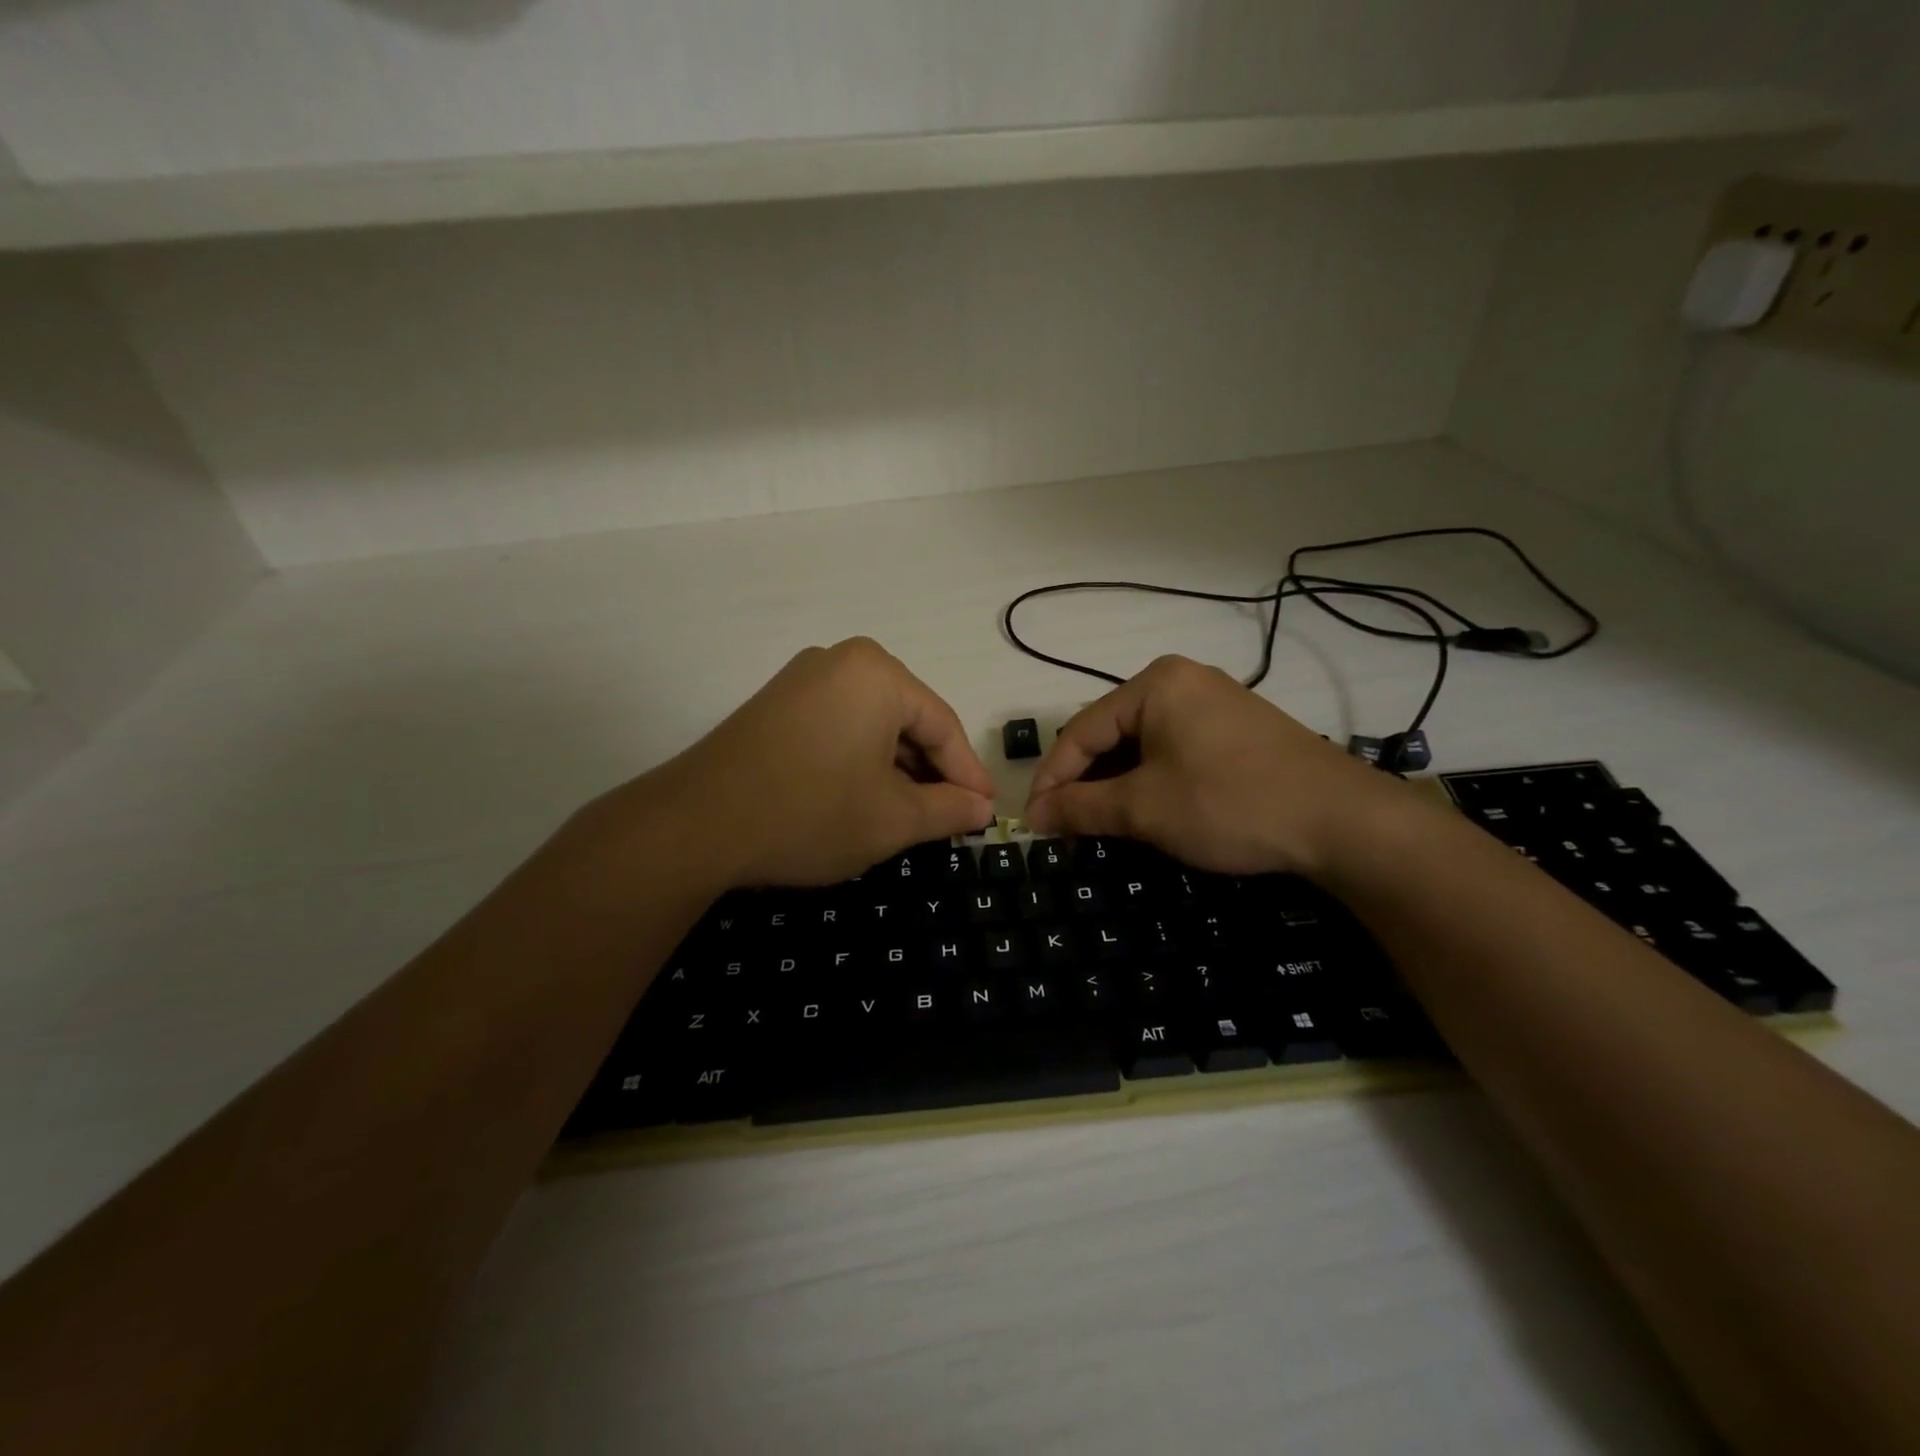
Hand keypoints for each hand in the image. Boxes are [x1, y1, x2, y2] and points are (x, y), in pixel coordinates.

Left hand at [616, 638, 995, 887]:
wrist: (697, 825)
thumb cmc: (811, 813)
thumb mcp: (893, 819)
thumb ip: (948, 809)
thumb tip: (983, 808)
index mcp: (878, 674)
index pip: (942, 725)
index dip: (968, 773)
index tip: (987, 811)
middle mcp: (841, 661)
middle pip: (907, 719)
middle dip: (930, 771)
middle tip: (950, 816)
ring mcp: (802, 680)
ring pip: (872, 725)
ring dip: (895, 769)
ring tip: (910, 814)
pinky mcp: (776, 704)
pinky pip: (838, 726)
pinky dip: (859, 761)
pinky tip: (863, 797)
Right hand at [1023, 654, 1412, 878]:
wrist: (1342, 821)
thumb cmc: (1229, 803)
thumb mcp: (1145, 808)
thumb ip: (1082, 807)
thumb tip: (1036, 815)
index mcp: (1154, 684)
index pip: (1081, 731)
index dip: (1052, 779)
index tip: (1034, 822)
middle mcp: (1183, 681)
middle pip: (1111, 733)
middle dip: (1085, 782)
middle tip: (1065, 826)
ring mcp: (1216, 703)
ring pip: (1144, 744)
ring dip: (1117, 784)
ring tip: (1100, 823)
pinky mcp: (1238, 730)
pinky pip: (1175, 750)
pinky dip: (1152, 780)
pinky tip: (1148, 810)